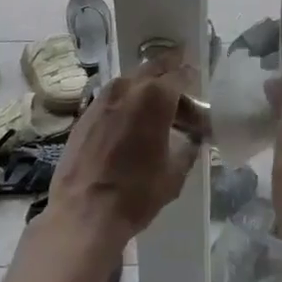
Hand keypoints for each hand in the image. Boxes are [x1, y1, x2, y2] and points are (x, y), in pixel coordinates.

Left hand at [45, 51, 199, 251]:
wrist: (83, 214)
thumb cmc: (136, 193)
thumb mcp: (175, 173)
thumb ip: (189, 148)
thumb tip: (193, 138)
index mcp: (156, 97)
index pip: (180, 74)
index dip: (192, 79)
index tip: (199, 87)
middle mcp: (129, 88)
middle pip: (154, 68)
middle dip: (169, 72)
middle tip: (180, 82)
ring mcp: (103, 99)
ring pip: (131, 81)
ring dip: (146, 86)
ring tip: (156, 106)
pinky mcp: (85, 114)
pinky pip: (113, 97)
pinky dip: (126, 101)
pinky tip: (130, 121)